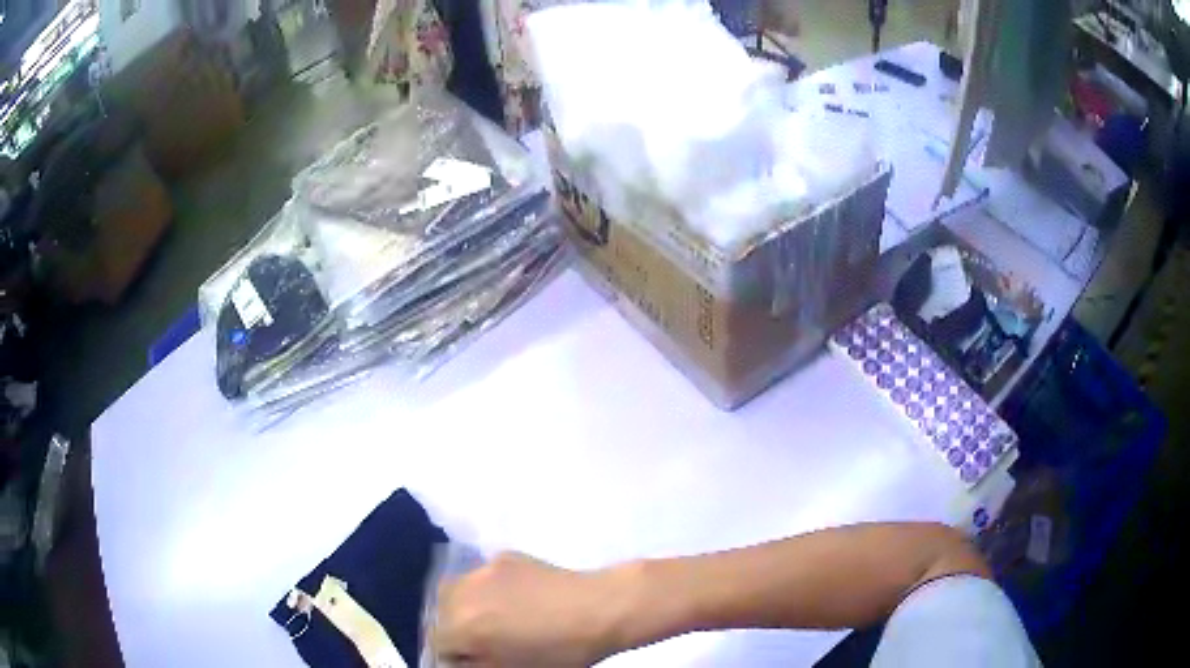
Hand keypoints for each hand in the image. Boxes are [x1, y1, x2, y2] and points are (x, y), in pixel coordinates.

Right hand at [433, 553, 629, 666]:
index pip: (436, 642)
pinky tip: (516, 601)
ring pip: (456, 590)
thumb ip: (474, 664)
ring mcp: (483, 569)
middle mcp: (463, 592)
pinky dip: (487, 590)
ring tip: (495, 619)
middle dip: (453, 628)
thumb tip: (459, 658)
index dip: (453, 655)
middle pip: (439, 612)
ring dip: (465, 606)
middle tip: (482, 641)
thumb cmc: (559, 652)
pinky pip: (481, 577)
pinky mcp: (504, 557)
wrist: (600, 609)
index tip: (471, 659)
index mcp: (463, 626)